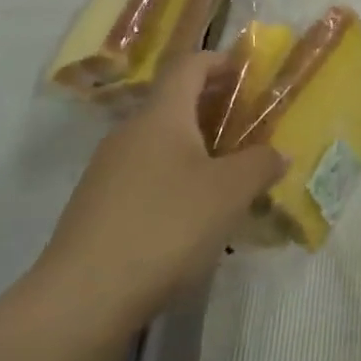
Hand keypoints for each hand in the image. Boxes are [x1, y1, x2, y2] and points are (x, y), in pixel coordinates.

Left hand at [28, 53, 284, 352]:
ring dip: (194, 147)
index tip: (248, 72)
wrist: (83, 299)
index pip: (189, 65)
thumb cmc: (166, 226)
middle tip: (248, 126)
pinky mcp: (96, 207)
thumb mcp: (230, 193)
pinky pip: (143, 175)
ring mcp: (106, 171)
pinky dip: (172, 178)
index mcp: (161, 115)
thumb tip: (278, 153)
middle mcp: (129, 132)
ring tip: (226, 174)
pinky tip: (191, 214)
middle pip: (174, 103)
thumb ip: (260, 164)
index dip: (220, 61)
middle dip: (212, 108)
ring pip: (159, 142)